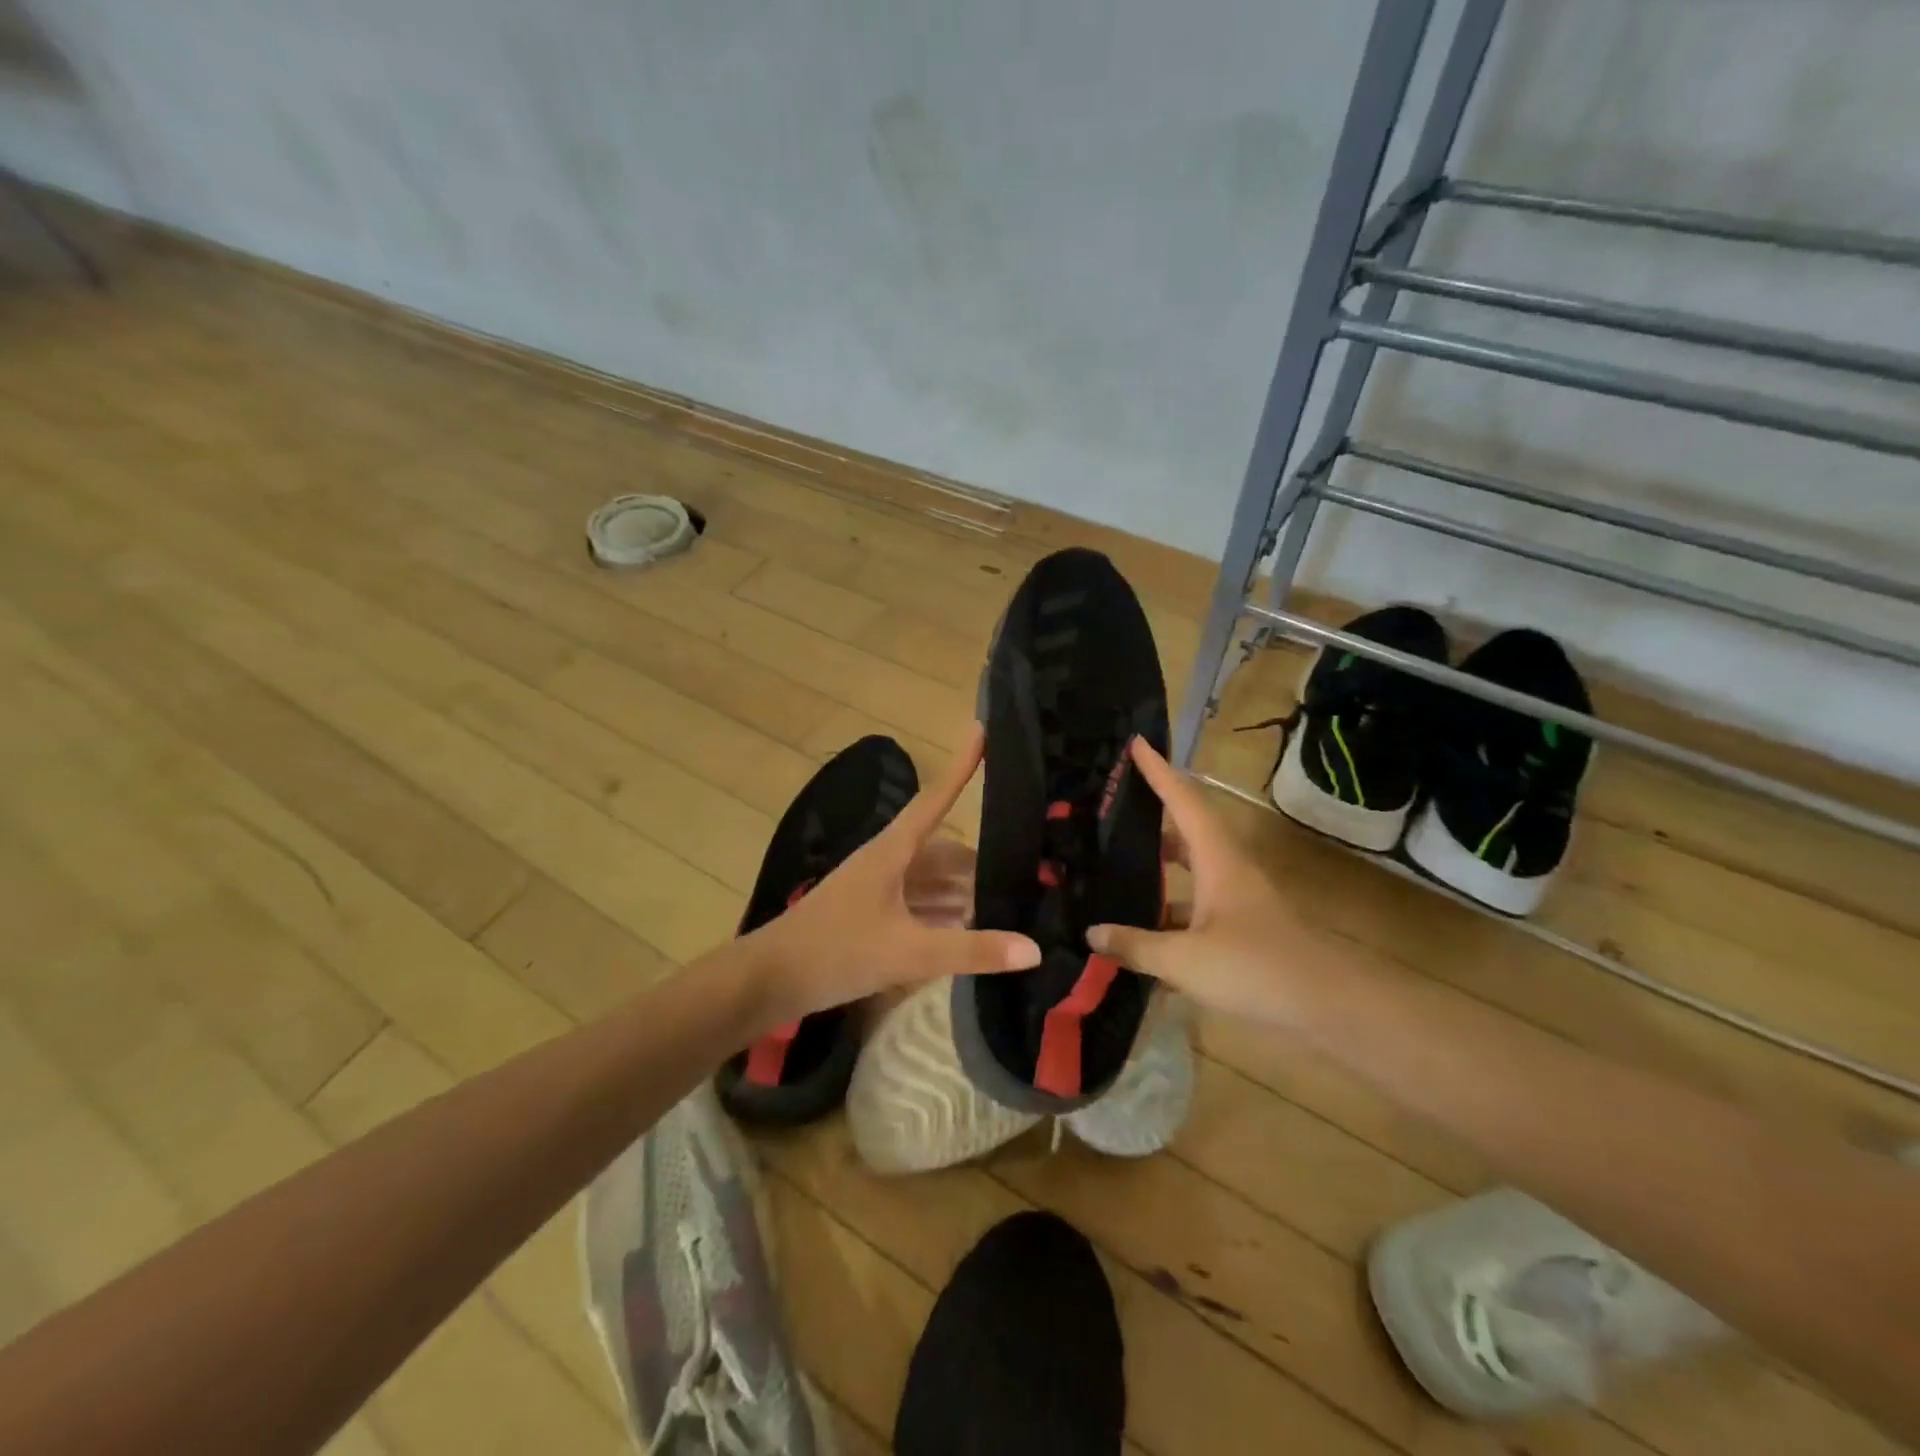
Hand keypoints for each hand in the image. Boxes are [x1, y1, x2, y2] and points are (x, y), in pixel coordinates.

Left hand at [745, 724, 1040, 1022]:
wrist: (768, 980)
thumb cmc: (836, 951)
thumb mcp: (909, 952)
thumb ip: (971, 951)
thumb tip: (1034, 949)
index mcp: (892, 851)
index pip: (936, 799)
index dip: (961, 766)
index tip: (982, 730)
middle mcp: (886, 861)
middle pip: (942, 849)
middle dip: (978, 860)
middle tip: (1026, 865)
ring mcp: (876, 890)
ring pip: (930, 881)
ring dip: (962, 891)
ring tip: (1007, 901)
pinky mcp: (869, 916)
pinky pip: (917, 905)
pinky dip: (943, 914)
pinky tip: (968, 930)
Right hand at [1087, 736, 1315, 1025]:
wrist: (1332, 1007)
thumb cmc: (1257, 969)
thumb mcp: (1185, 961)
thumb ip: (1135, 946)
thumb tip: (1092, 934)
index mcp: (1217, 860)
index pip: (1184, 801)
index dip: (1159, 771)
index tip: (1136, 742)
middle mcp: (1229, 870)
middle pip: (1186, 831)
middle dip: (1152, 817)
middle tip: (1112, 809)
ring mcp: (1238, 900)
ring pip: (1191, 872)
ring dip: (1159, 868)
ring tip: (1116, 868)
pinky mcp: (1243, 929)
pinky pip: (1197, 907)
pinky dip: (1169, 911)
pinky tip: (1143, 933)